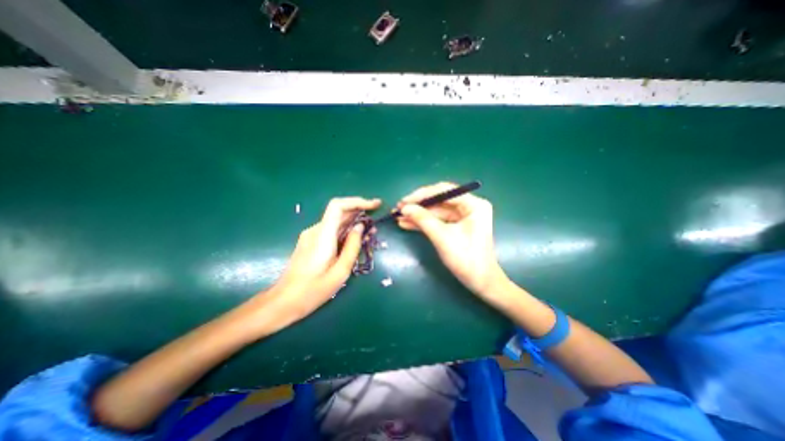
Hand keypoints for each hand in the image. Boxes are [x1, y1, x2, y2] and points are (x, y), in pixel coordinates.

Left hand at [263, 197, 380, 325]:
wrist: (284, 301)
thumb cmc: (313, 290)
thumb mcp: (340, 272)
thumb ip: (352, 247)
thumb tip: (360, 227)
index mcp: (323, 236)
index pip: (338, 206)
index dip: (357, 201)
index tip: (374, 205)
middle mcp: (316, 230)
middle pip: (339, 211)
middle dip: (359, 212)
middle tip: (376, 220)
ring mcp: (312, 235)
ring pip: (336, 221)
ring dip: (354, 222)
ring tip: (370, 232)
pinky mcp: (311, 242)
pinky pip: (331, 230)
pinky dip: (346, 231)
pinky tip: (355, 240)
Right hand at [399, 183, 509, 302]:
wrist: (479, 282)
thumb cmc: (465, 259)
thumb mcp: (442, 237)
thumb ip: (423, 219)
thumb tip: (405, 208)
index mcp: (473, 204)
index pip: (444, 191)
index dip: (422, 195)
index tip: (404, 201)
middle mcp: (469, 206)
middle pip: (439, 200)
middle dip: (418, 205)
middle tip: (399, 208)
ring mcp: (462, 216)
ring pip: (436, 211)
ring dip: (418, 214)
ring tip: (398, 216)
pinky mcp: (456, 226)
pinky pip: (437, 220)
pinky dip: (423, 222)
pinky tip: (407, 223)